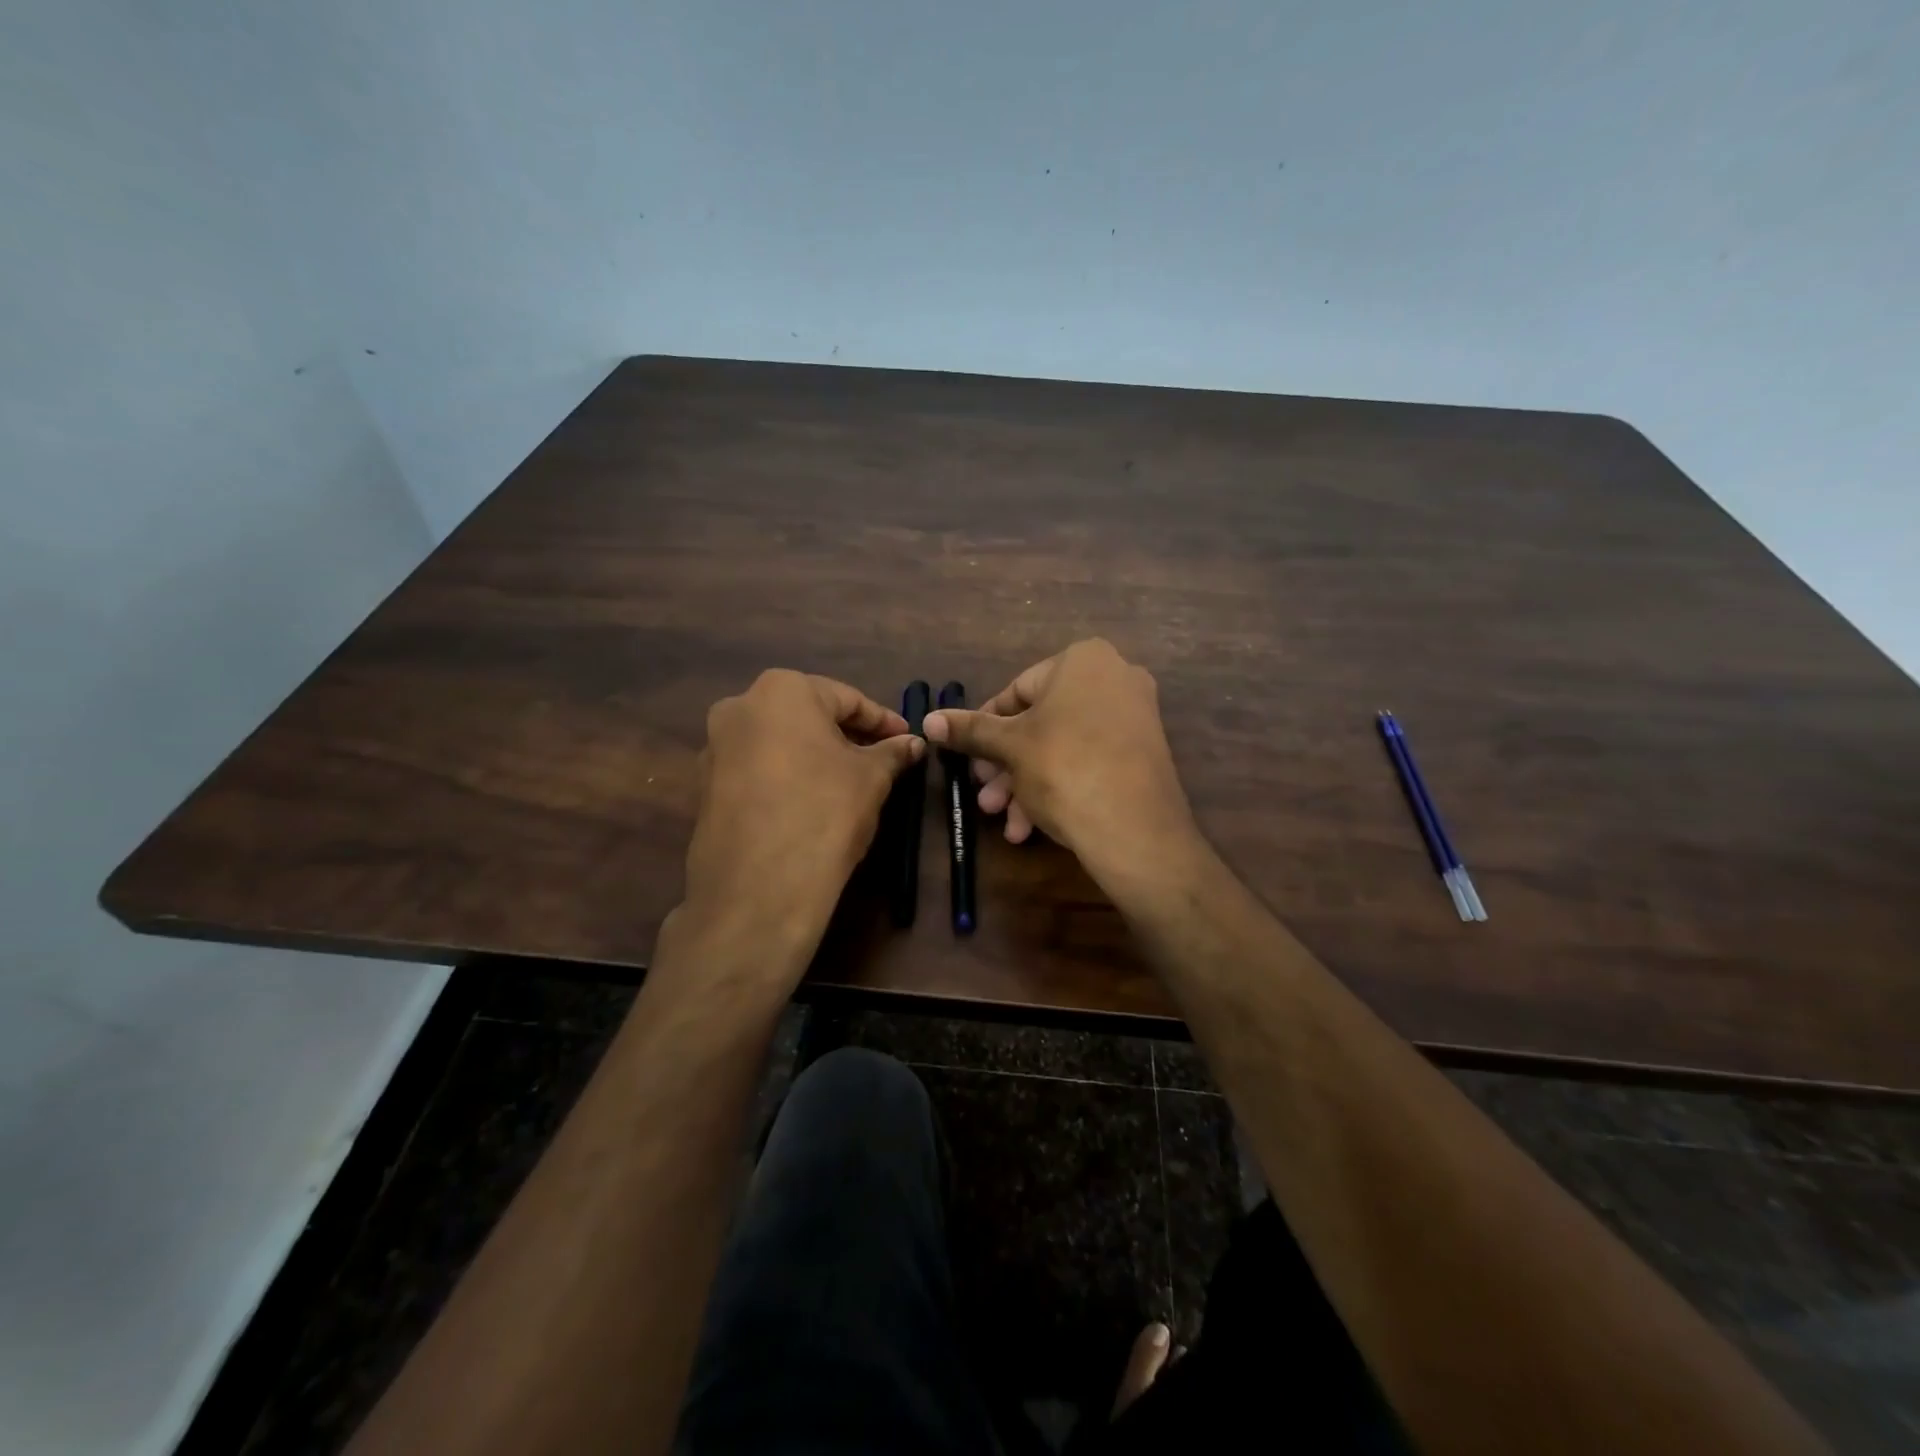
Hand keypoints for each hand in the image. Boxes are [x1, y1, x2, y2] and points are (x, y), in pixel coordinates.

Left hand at [671, 670, 923, 966]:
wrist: (759, 887)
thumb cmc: (825, 810)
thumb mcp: (872, 777)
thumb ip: (892, 752)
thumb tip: (913, 744)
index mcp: (781, 690)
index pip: (846, 698)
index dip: (882, 721)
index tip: (906, 739)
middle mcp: (738, 707)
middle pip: (807, 716)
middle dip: (845, 736)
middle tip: (880, 760)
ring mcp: (714, 748)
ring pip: (779, 744)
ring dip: (813, 757)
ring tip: (846, 784)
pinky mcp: (704, 788)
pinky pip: (756, 771)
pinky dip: (786, 779)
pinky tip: (809, 804)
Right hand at [922, 639, 1199, 891]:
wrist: (1135, 829)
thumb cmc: (1063, 768)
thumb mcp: (1009, 747)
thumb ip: (969, 730)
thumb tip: (928, 720)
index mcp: (1083, 660)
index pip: (1016, 690)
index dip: (985, 727)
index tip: (968, 758)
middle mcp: (1114, 678)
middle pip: (1039, 724)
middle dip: (1005, 766)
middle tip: (984, 797)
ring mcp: (1133, 717)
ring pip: (1061, 748)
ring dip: (1025, 785)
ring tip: (1004, 822)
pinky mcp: (1143, 754)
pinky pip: (1087, 762)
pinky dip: (1058, 788)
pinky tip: (1031, 827)